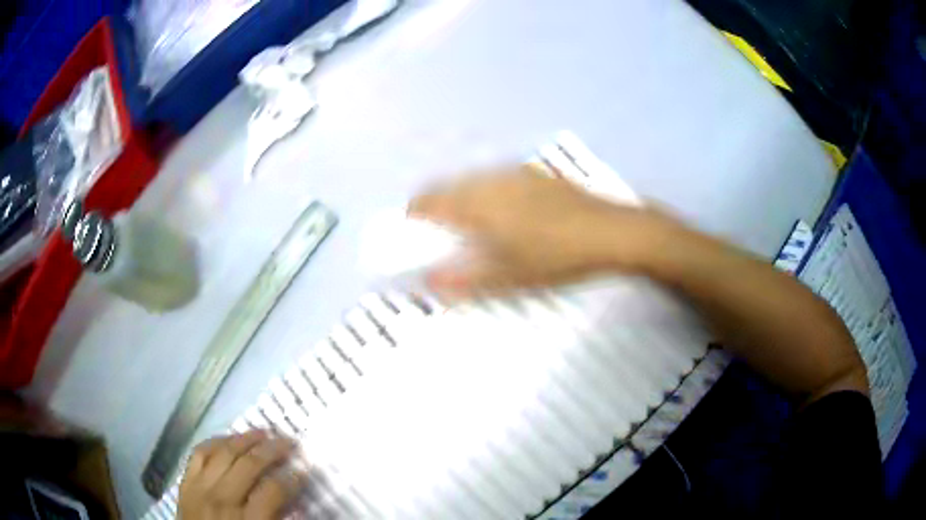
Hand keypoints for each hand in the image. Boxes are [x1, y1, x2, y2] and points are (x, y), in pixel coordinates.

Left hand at [178, 430, 303, 519]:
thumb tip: (296, 504)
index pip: (273, 491)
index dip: (292, 478)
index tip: (303, 470)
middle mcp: (222, 500)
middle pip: (249, 465)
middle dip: (273, 450)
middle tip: (289, 442)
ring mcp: (200, 488)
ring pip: (224, 452)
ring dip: (246, 439)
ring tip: (263, 433)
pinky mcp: (186, 482)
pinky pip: (199, 453)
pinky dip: (215, 442)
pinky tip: (229, 439)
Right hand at [409, 165, 678, 296]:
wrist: (613, 233)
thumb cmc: (557, 257)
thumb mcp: (509, 277)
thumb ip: (464, 279)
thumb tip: (429, 282)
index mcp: (478, 202)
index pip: (427, 201)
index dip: (414, 217)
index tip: (414, 237)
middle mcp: (491, 179)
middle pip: (448, 187)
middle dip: (437, 210)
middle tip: (444, 239)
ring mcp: (516, 173)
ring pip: (474, 182)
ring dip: (463, 201)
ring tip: (476, 230)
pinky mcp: (537, 175)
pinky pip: (498, 180)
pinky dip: (488, 195)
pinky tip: (510, 217)